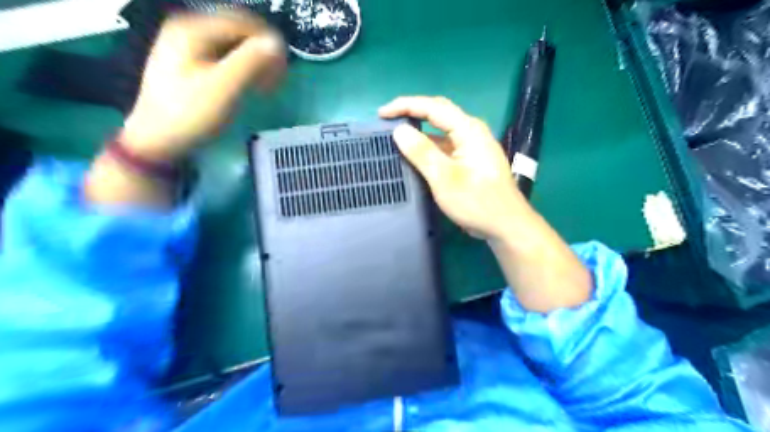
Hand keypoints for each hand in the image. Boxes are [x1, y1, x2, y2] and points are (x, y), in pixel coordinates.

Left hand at [123, 11, 284, 162]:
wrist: (157, 141)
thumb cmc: (191, 114)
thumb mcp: (224, 88)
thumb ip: (251, 62)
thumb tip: (278, 42)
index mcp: (194, 29)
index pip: (244, 23)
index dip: (269, 44)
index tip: (283, 72)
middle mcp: (189, 29)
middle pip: (239, 32)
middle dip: (262, 54)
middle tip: (276, 81)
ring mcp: (187, 46)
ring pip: (233, 46)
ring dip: (255, 63)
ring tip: (266, 87)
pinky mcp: (190, 64)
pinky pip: (225, 57)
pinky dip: (242, 69)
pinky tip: (249, 86)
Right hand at [384, 96, 593, 311]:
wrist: (506, 225)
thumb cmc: (476, 202)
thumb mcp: (444, 178)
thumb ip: (422, 152)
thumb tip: (400, 130)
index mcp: (468, 130)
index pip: (433, 107)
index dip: (405, 105)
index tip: (382, 113)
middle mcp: (472, 132)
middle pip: (438, 113)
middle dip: (412, 113)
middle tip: (388, 120)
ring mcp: (473, 146)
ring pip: (442, 131)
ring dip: (420, 131)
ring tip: (398, 136)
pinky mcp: (471, 159)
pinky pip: (446, 145)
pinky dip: (429, 146)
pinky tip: (417, 154)